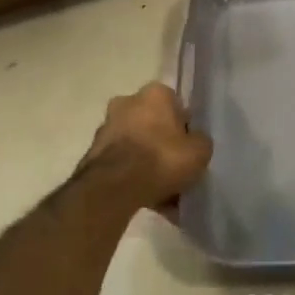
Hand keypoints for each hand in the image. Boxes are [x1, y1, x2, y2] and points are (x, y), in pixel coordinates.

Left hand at [82, 82, 211, 214]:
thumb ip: (200, 141)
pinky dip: (134, 179)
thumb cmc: (162, 158)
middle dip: (164, 146)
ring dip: (149, 165)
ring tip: (166, 195)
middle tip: (178, 171)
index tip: (190, 148)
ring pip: (137, 147)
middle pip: (154, 126)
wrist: (114, 187)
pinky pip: (123, 165)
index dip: (185, 128)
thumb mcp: (200, 151)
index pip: (176, 105)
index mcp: (155, 93)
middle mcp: (127, 103)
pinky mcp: (93, 155)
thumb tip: (195, 142)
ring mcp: (107, 128)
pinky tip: (149, 201)